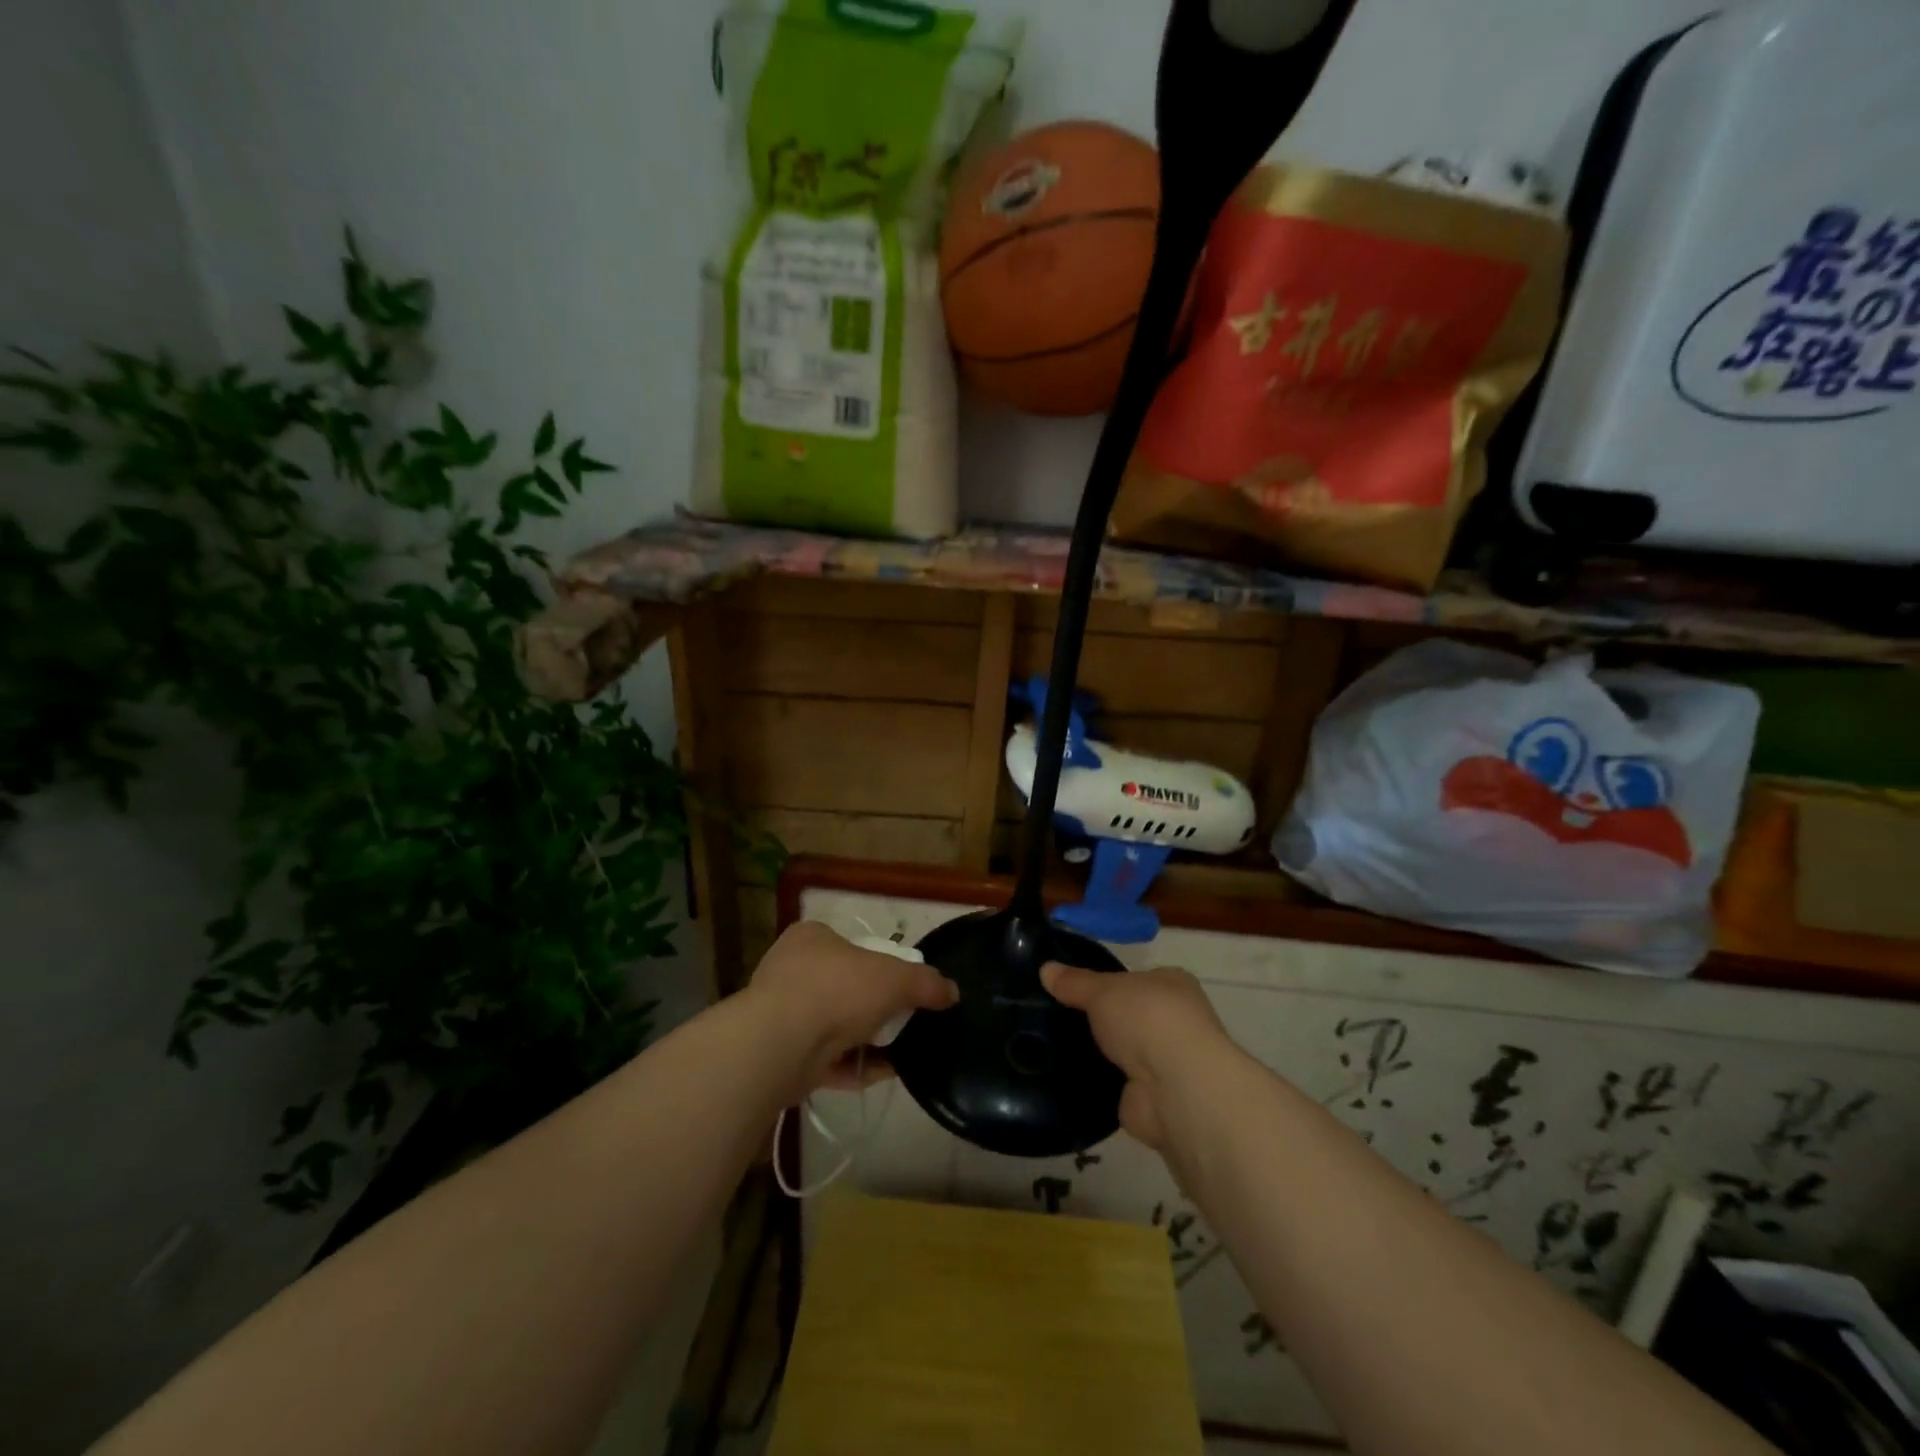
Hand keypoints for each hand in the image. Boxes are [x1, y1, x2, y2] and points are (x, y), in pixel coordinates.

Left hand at [748, 922, 957, 1093]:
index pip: (852, 946)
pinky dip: (853, 1066)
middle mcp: (792, 970)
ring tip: (899, 1052)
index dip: (881, 964)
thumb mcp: (895, 978)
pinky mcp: (781, 1055)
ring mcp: (782, 1014)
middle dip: (875, 1008)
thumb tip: (951, 992)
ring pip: (835, 1026)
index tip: (902, 987)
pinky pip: (826, 1059)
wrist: (781, 1044)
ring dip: (866, 1040)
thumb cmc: (837, 990)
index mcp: (812, 938)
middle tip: (903, 1021)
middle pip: (846, 987)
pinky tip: (881, 1074)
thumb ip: (926, 983)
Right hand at [1041, 962, 1233, 1151]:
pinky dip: (1097, 1083)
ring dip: (1100, 1054)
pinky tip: (1067, 1078)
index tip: (1073, 988)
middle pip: (1129, 1016)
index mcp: (1173, 985)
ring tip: (1053, 1047)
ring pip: (1123, 1051)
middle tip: (1056, 1018)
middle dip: (1101, 1020)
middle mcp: (1175, 1022)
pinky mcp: (1151, 1097)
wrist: (1175, 1087)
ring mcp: (1166, 1062)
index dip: (1108, 982)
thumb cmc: (1146, 1018)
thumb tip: (1045, 968)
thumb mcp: (1102, 989)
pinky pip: (1116, 1084)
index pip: (1136, 979)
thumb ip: (1074, 982)